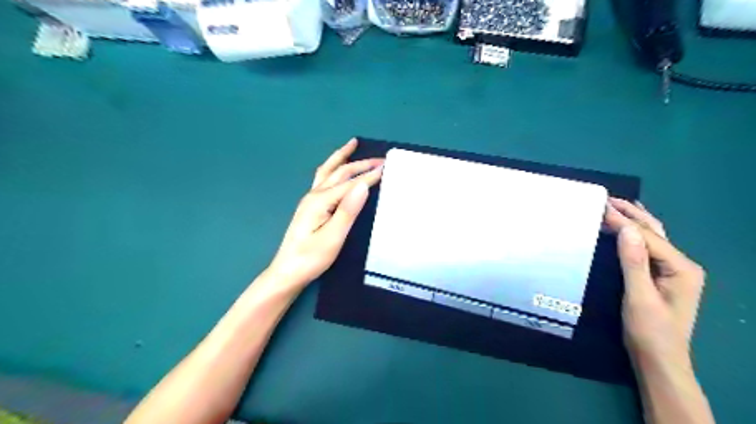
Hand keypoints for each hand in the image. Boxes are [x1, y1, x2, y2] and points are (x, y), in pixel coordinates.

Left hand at [267, 142, 383, 289]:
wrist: (287, 272)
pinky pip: (324, 179)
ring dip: (342, 157)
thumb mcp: (333, 237)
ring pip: (328, 171)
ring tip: (352, 144)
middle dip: (360, 163)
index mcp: (320, 200)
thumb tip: (363, 185)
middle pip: (339, 172)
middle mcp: (314, 194)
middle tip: (380, 158)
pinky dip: (333, 168)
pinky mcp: (310, 206)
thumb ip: (348, 210)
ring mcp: (310, 199)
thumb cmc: (311, 258)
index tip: (387, 167)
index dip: (370, 175)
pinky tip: (336, 169)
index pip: (351, 184)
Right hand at [606, 199, 705, 367]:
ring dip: (634, 220)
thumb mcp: (639, 297)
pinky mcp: (663, 276)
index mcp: (681, 268)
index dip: (622, 221)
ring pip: (653, 237)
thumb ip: (634, 262)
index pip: (646, 236)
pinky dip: (634, 234)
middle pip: (654, 232)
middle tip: (607, 199)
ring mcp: (674, 271)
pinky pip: (648, 247)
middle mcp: (682, 265)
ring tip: (617, 205)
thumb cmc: (649, 330)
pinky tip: (627, 229)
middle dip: (631, 213)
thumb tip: (627, 228)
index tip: (599, 206)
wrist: (659, 359)